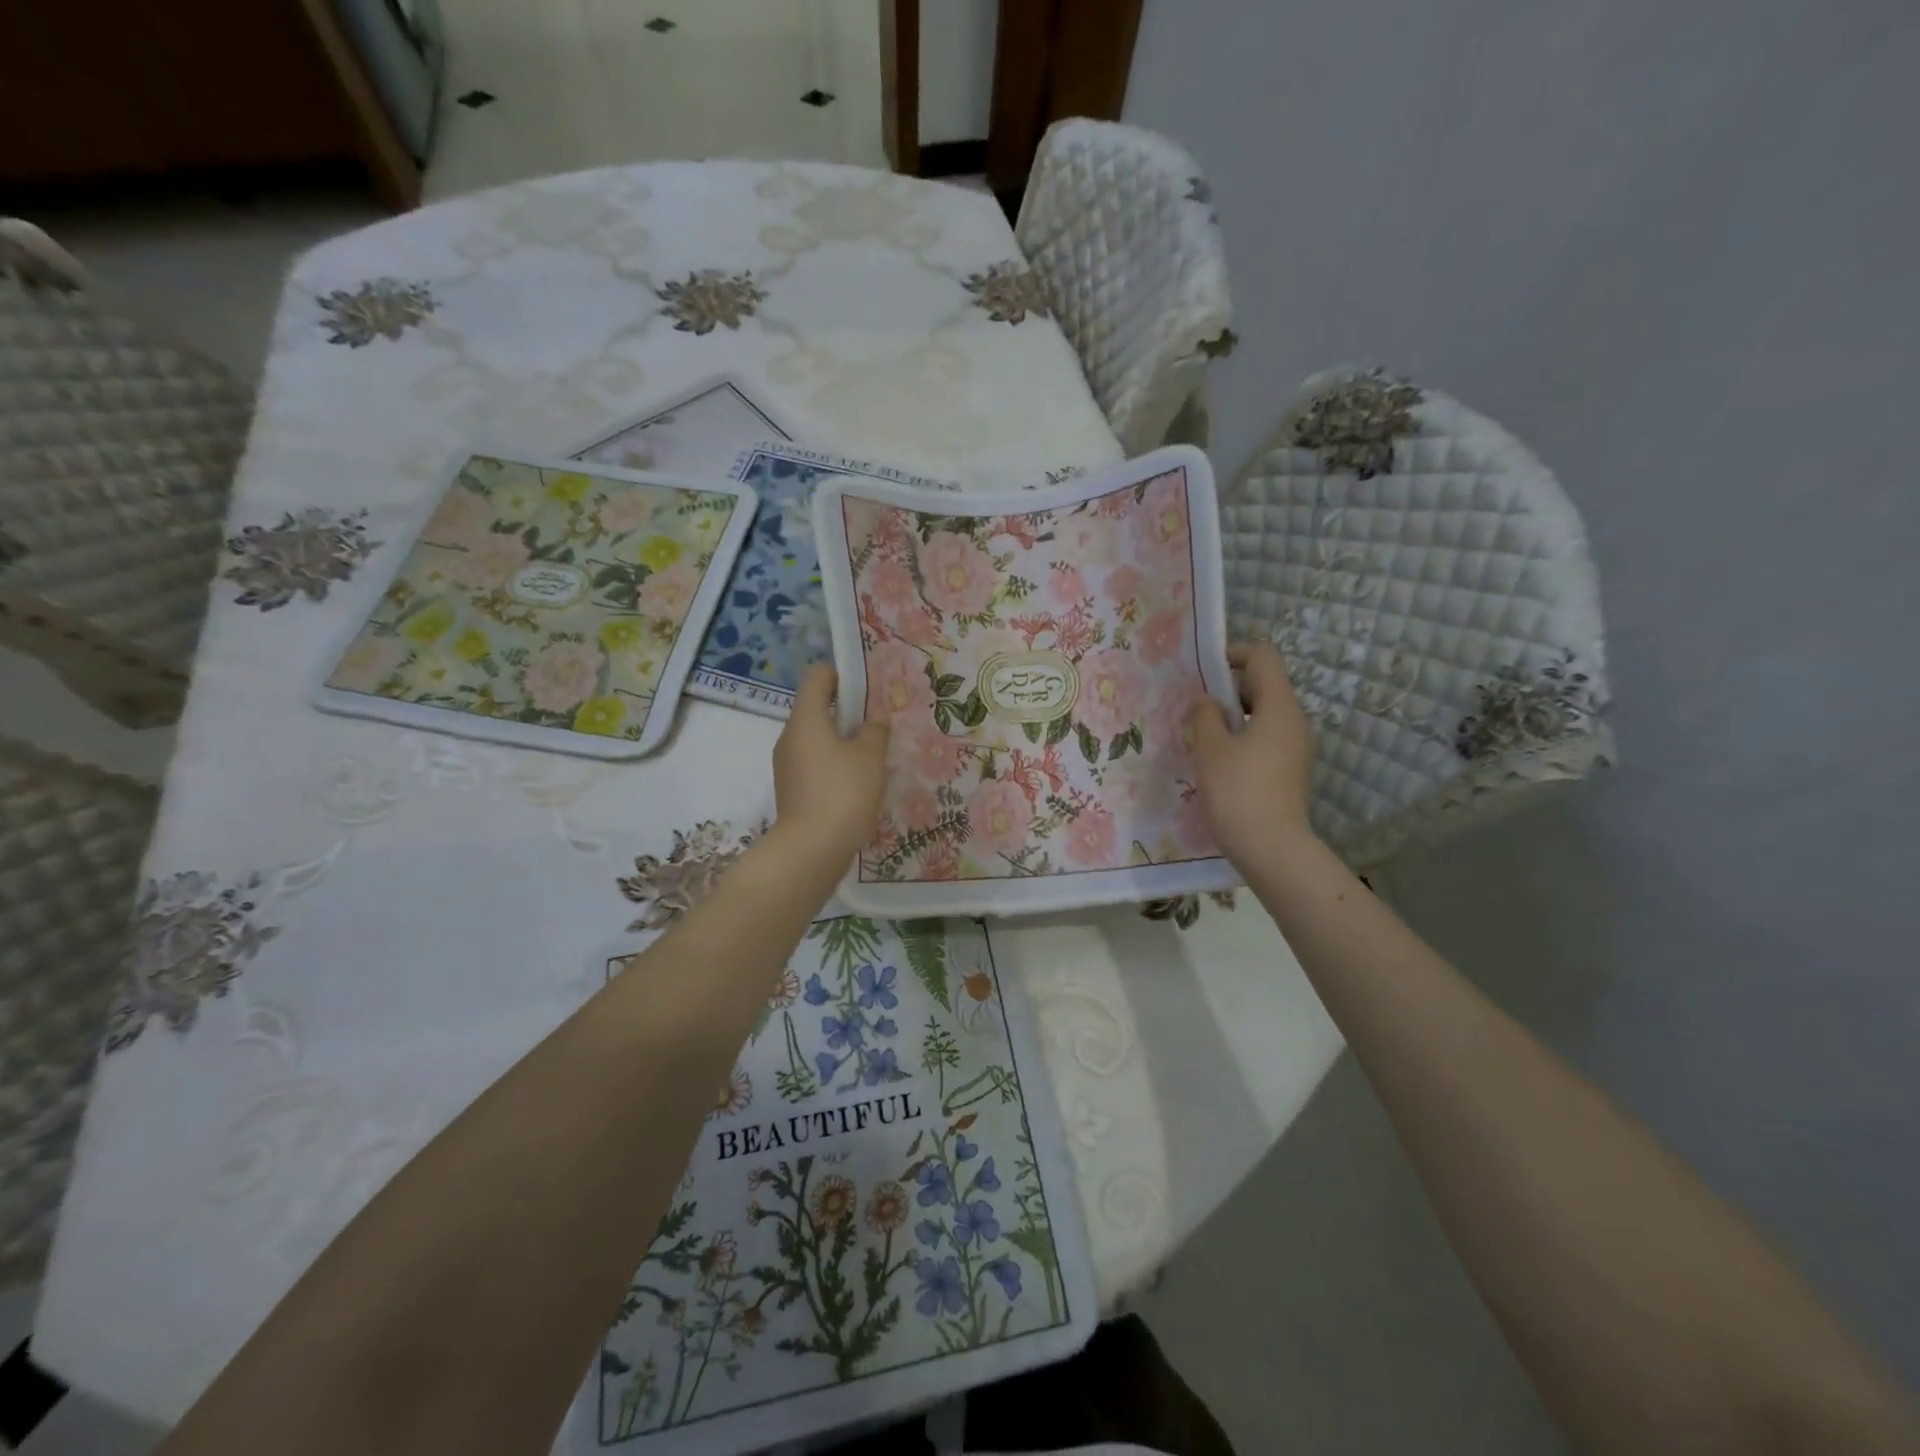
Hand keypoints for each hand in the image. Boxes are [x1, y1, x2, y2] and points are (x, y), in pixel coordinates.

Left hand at [771, 665, 889, 862]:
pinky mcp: (791, 788)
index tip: (867, 691)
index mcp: (806, 719)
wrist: (811, 850)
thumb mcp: (870, 757)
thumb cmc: (843, 793)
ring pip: (816, 737)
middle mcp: (790, 736)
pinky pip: (814, 762)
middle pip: (816, 707)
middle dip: (847, 710)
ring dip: (842, 739)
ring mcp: (787, 764)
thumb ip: (875, 731)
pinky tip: (857, 782)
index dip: (842, 675)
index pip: (817, 676)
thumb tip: (875, 719)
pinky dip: (833, 763)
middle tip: (877, 724)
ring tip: (872, 755)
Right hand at [1188, 642, 1317, 866]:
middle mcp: (1295, 721)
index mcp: (1279, 706)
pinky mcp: (1292, 770)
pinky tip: (1221, 761)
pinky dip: (1245, 737)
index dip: (1233, 655)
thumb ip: (1205, 715)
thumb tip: (1208, 701)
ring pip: (1266, 714)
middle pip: (1265, 684)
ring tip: (1204, 735)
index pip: (1263, 657)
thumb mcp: (1210, 748)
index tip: (1204, 673)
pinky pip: (1268, 738)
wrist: (1272, 848)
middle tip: (1197, 707)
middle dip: (1230, 688)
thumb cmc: (1237, 791)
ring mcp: (1297, 747)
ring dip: (1235, 715)